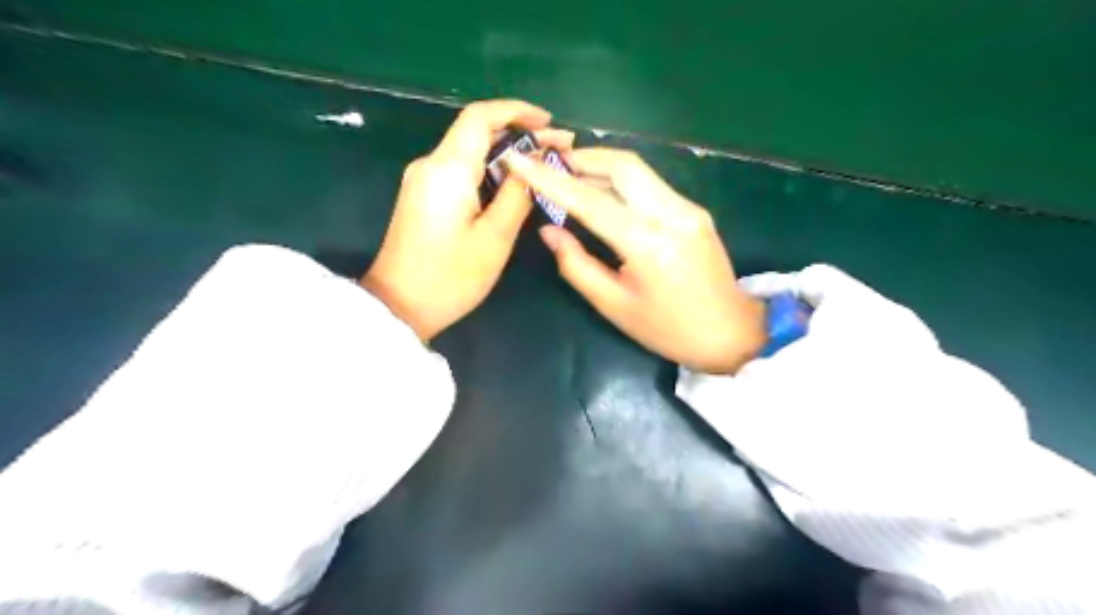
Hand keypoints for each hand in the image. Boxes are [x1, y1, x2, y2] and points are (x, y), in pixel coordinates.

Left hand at [363, 100, 575, 339]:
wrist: (399, 307)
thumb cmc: (450, 277)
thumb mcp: (495, 238)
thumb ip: (517, 194)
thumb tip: (534, 163)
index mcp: (447, 169)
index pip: (481, 116)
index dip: (517, 111)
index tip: (549, 123)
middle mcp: (431, 164)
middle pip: (477, 131)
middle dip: (520, 133)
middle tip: (559, 149)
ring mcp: (423, 180)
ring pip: (470, 151)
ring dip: (507, 154)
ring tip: (545, 166)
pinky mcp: (423, 196)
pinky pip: (461, 171)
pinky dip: (490, 171)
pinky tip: (514, 184)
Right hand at [508, 147, 764, 373]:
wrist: (730, 333)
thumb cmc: (667, 330)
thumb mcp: (614, 305)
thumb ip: (576, 265)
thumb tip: (548, 230)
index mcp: (647, 243)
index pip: (590, 199)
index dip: (550, 179)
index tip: (518, 159)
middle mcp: (671, 213)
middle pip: (621, 165)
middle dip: (581, 158)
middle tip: (548, 166)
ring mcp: (687, 208)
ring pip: (638, 170)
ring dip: (600, 166)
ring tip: (569, 177)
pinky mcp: (694, 211)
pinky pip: (651, 185)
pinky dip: (620, 182)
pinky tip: (603, 194)